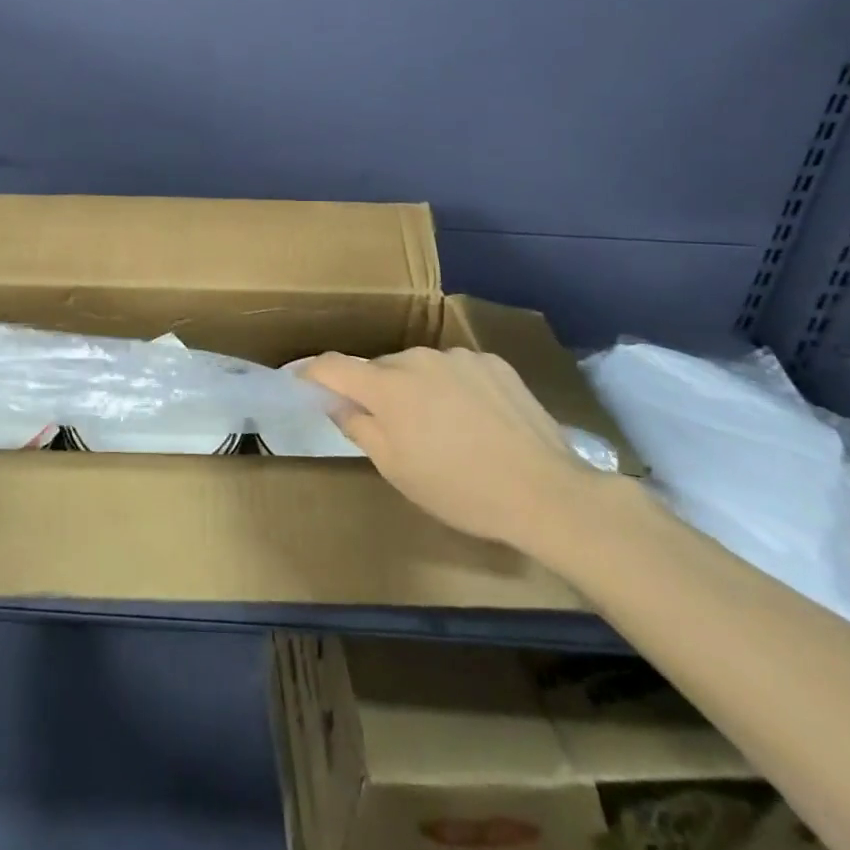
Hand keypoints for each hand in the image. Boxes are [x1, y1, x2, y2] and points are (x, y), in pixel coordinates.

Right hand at [302, 347, 610, 555]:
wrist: (546, 493)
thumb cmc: (459, 489)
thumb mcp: (397, 469)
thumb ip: (359, 427)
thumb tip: (337, 402)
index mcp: (388, 386)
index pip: (333, 365)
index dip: (312, 373)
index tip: (304, 384)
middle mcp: (418, 358)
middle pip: (380, 368)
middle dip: (376, 391)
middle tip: (391, 428)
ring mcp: (459, 357)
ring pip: (419, 367)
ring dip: (417, 388)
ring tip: (442, 428)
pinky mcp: (493, 362)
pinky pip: (456, 369)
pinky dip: (453, 387)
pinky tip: (476, 419)